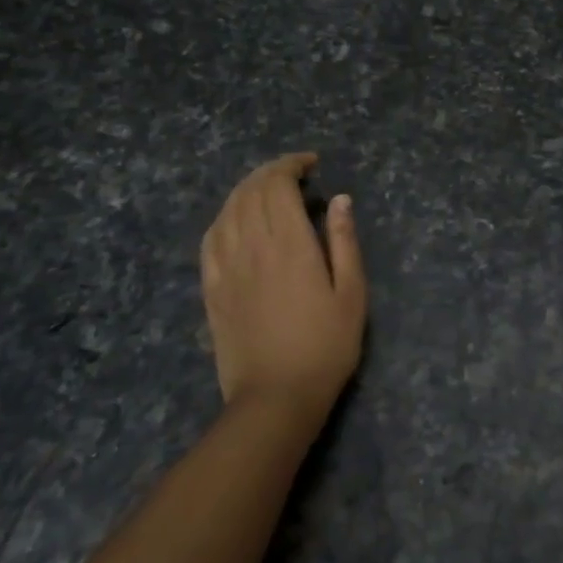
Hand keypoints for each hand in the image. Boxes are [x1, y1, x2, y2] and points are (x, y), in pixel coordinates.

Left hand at [200, 153, 366, 424]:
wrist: (275, 398)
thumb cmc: (325, 347)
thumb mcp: (352, 293)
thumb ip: (344, 242)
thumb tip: (340, 199)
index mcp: (290, 244)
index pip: (278, 186)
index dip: (291, 165)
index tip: (311, 164)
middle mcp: (253, 247)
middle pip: (251, 191)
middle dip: (271, 172)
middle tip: (294, 173)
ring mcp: (226, 267)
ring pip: (228, 210)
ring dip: (246, 189)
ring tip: (267, 189)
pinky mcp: (212, 289)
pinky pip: (210, 239)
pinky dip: (224, 217)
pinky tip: (235, 219)